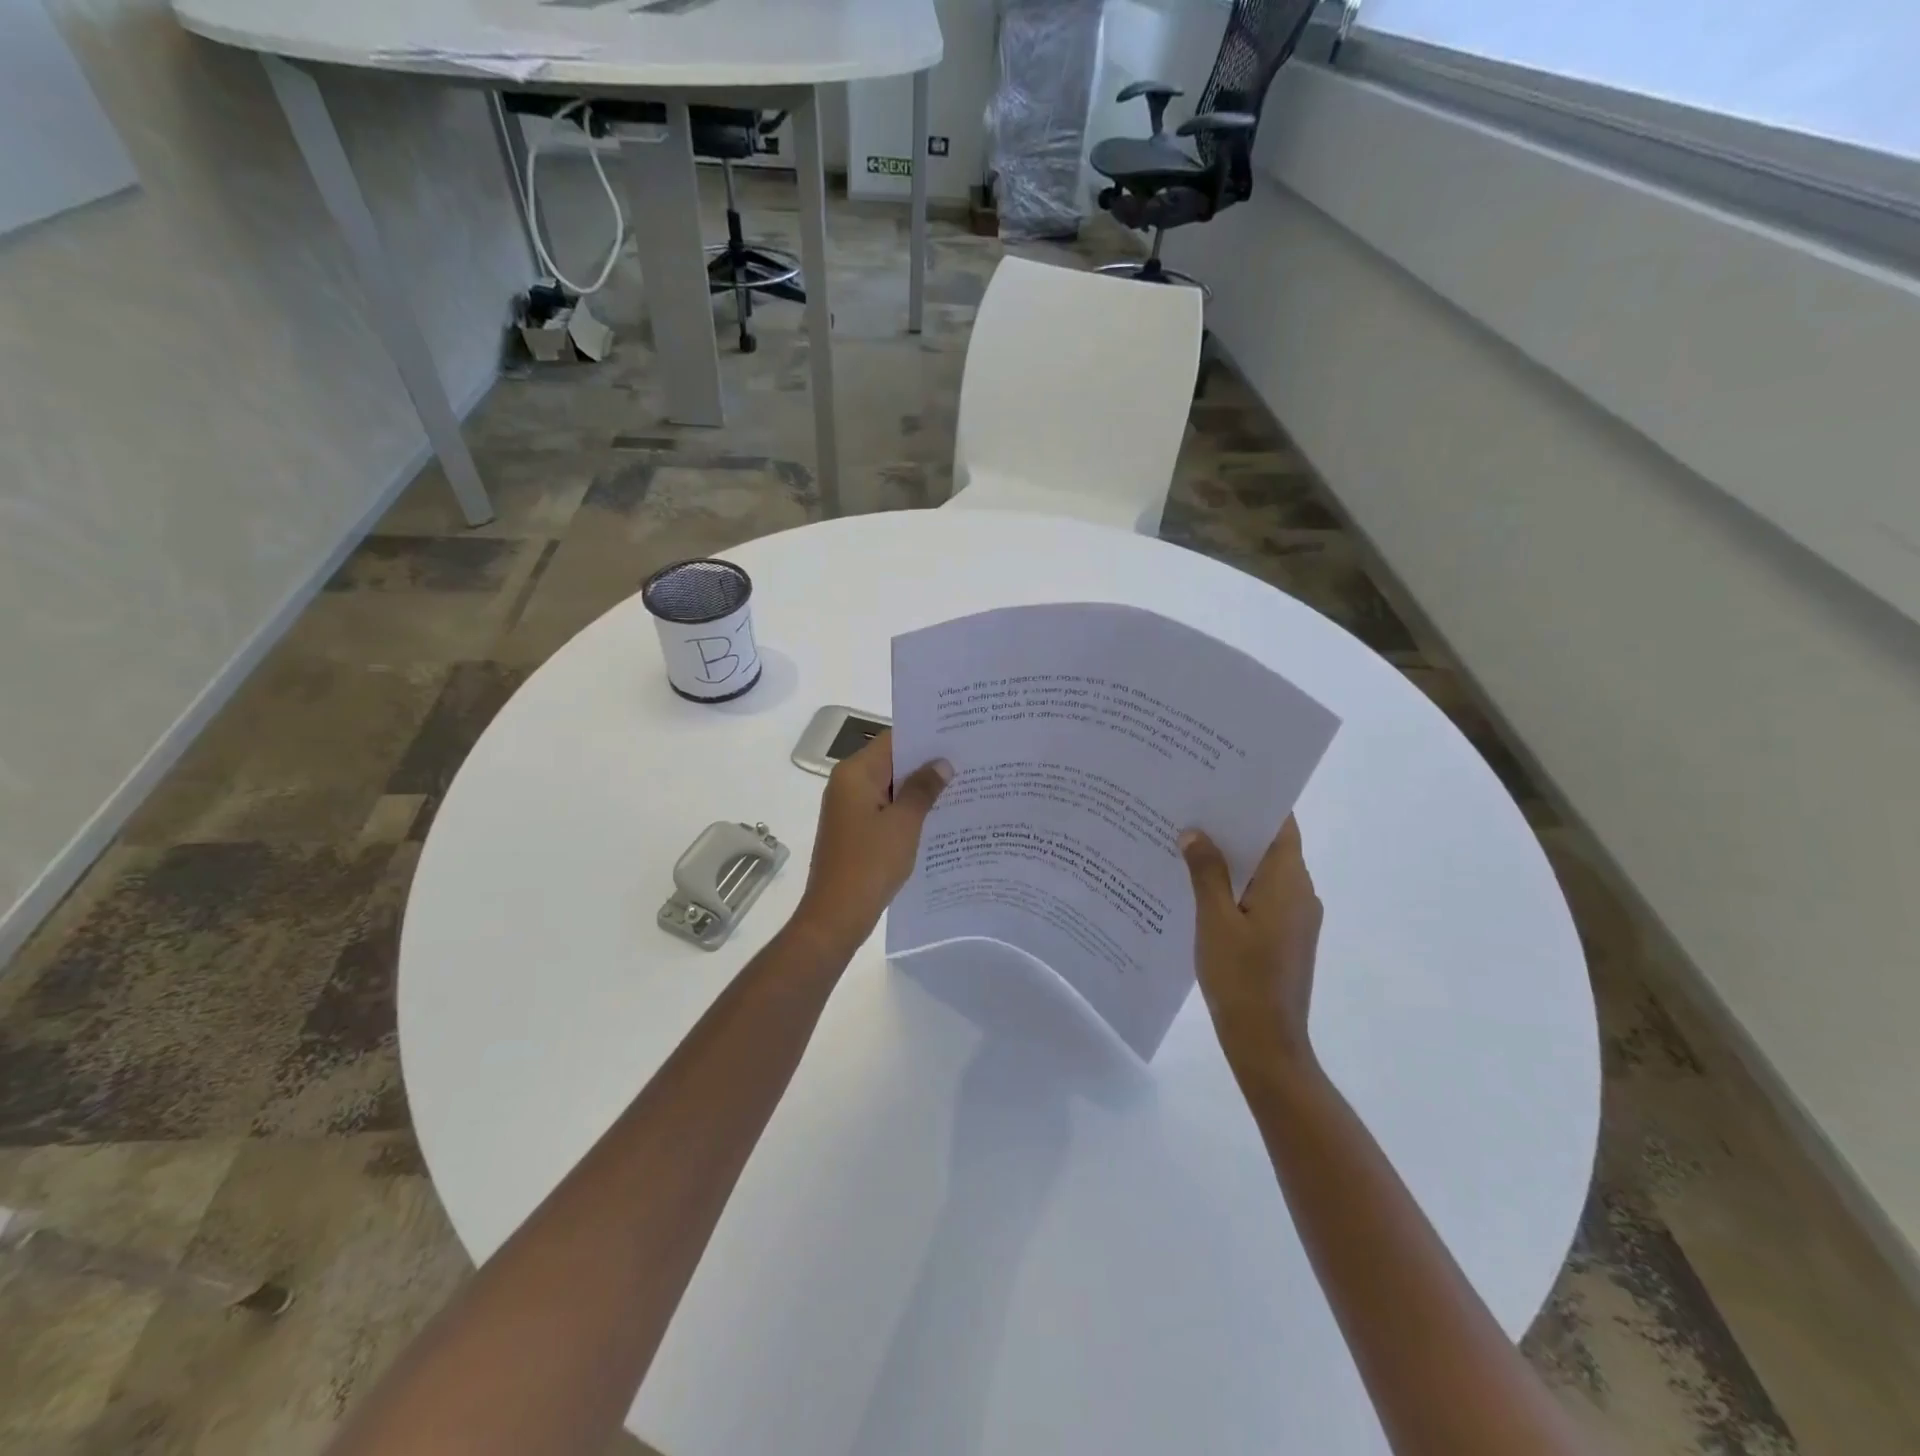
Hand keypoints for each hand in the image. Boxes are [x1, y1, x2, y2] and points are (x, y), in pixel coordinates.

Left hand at [792, 730, 951, 955]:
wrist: (836, 916)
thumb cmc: (870, 863)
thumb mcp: (904, 823)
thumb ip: (923, 789)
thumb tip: (942, 763)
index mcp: (855, 773)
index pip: (893, 740)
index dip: (925, 736)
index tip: (958, 735)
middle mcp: (847, 784)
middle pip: (891, 762)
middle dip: (926, 763)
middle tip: (967, 760)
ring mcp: (849, 809)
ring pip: (890, 788)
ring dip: (918, 789)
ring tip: (961, 786)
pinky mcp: (854, 831)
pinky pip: (885, 810)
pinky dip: (907, 810)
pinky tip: (937, 817)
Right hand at [1180, 816, 1322, 1080]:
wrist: (1266, 1043)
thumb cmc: (1241, 978)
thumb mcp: (1214, 921)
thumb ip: (1206, 872)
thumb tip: (1195, 833)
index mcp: (1289, 883)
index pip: (1281, 825)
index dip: (1256, 801)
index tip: (1223, 781)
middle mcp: (1300, 894)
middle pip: (1270, 846)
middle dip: (1234, 826)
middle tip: (1193, 806)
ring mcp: (1294, 918)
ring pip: (1263, 872)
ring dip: (1232, 857)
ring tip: (1188, 839)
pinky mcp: (1284, 937)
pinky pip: (1260, 896)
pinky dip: (1235, 884)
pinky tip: (1198, 884)